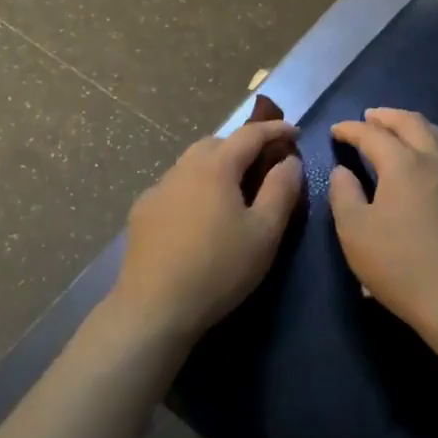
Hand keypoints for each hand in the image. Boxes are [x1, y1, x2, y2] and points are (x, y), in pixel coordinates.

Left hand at [115, 113, 304, 342]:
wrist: (154, 308)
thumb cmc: (218, 268)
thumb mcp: (265, 232)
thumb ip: (282, 189)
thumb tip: (290, 160)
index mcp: (215, 166)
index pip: (249, 134)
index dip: (275, 129)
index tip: (295, 132)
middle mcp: (183, 168)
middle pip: (216, 143)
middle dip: (242, 145)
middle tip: (263, 164)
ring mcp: (157, 189)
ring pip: (191, 163)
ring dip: (216, 166)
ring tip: (232, 191)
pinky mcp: (142, 212)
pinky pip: (174, 186)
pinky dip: (194, 188)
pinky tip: (198, 216)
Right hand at [328, 108, 437, 334]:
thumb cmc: (400, 265)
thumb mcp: (355, 232)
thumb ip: (343, 194)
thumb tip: (343, 171)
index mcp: (403, 163)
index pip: (373, 134)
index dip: (351, 129)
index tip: (336, 130)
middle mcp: (435, 159)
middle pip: (411, 122)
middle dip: (386, 116)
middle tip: (368, 118)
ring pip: (437, 134)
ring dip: (413, 126)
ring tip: (398, 131)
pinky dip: (431, 144)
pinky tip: (425, 162)